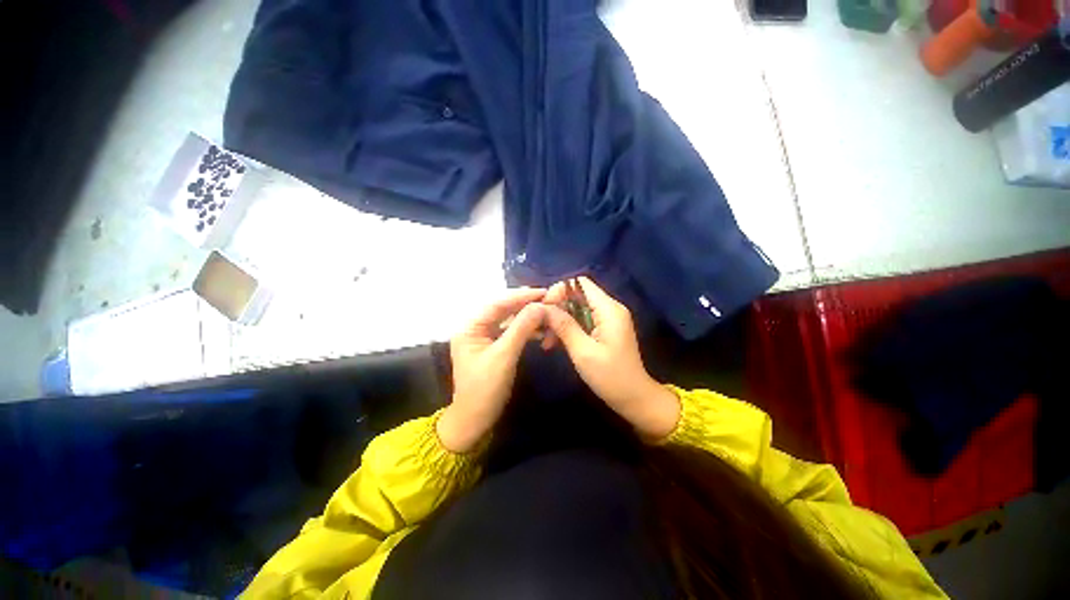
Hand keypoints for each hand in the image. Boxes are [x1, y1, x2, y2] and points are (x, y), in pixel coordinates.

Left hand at [437, 288, 547, 452]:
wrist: (475, 421)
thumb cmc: (485, 389)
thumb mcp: (504, 356)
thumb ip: (521, 328)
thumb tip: (540, 305)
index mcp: (470, 327)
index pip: (498, 303)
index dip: (521, 296)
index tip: (544, 291)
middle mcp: (475, 328)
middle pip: (503, 309)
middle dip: (526, 304)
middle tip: (549, 298)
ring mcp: (484, 338)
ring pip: (508, 320)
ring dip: (527, 316)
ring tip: (548, 311)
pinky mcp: (492, 347)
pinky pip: (510, 332)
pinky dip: (525, 329)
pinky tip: (540, 329)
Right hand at [543, 277, 679, 439]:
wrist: (634, 398)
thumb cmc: (611, 377)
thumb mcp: (583, 352)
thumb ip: (565, 326)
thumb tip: (544, 307)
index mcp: (608, 309)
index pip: (580, 283)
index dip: (559, 291)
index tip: (545, 310)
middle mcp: (609, 308)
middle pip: (577, 295)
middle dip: (557, 309)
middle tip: (542, 329)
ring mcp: (608, 319)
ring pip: (576, 309)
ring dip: (560, 321)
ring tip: (546, 342)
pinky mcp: (605, 329)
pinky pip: (582, 320)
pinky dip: (568, 329)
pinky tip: (555, 344)